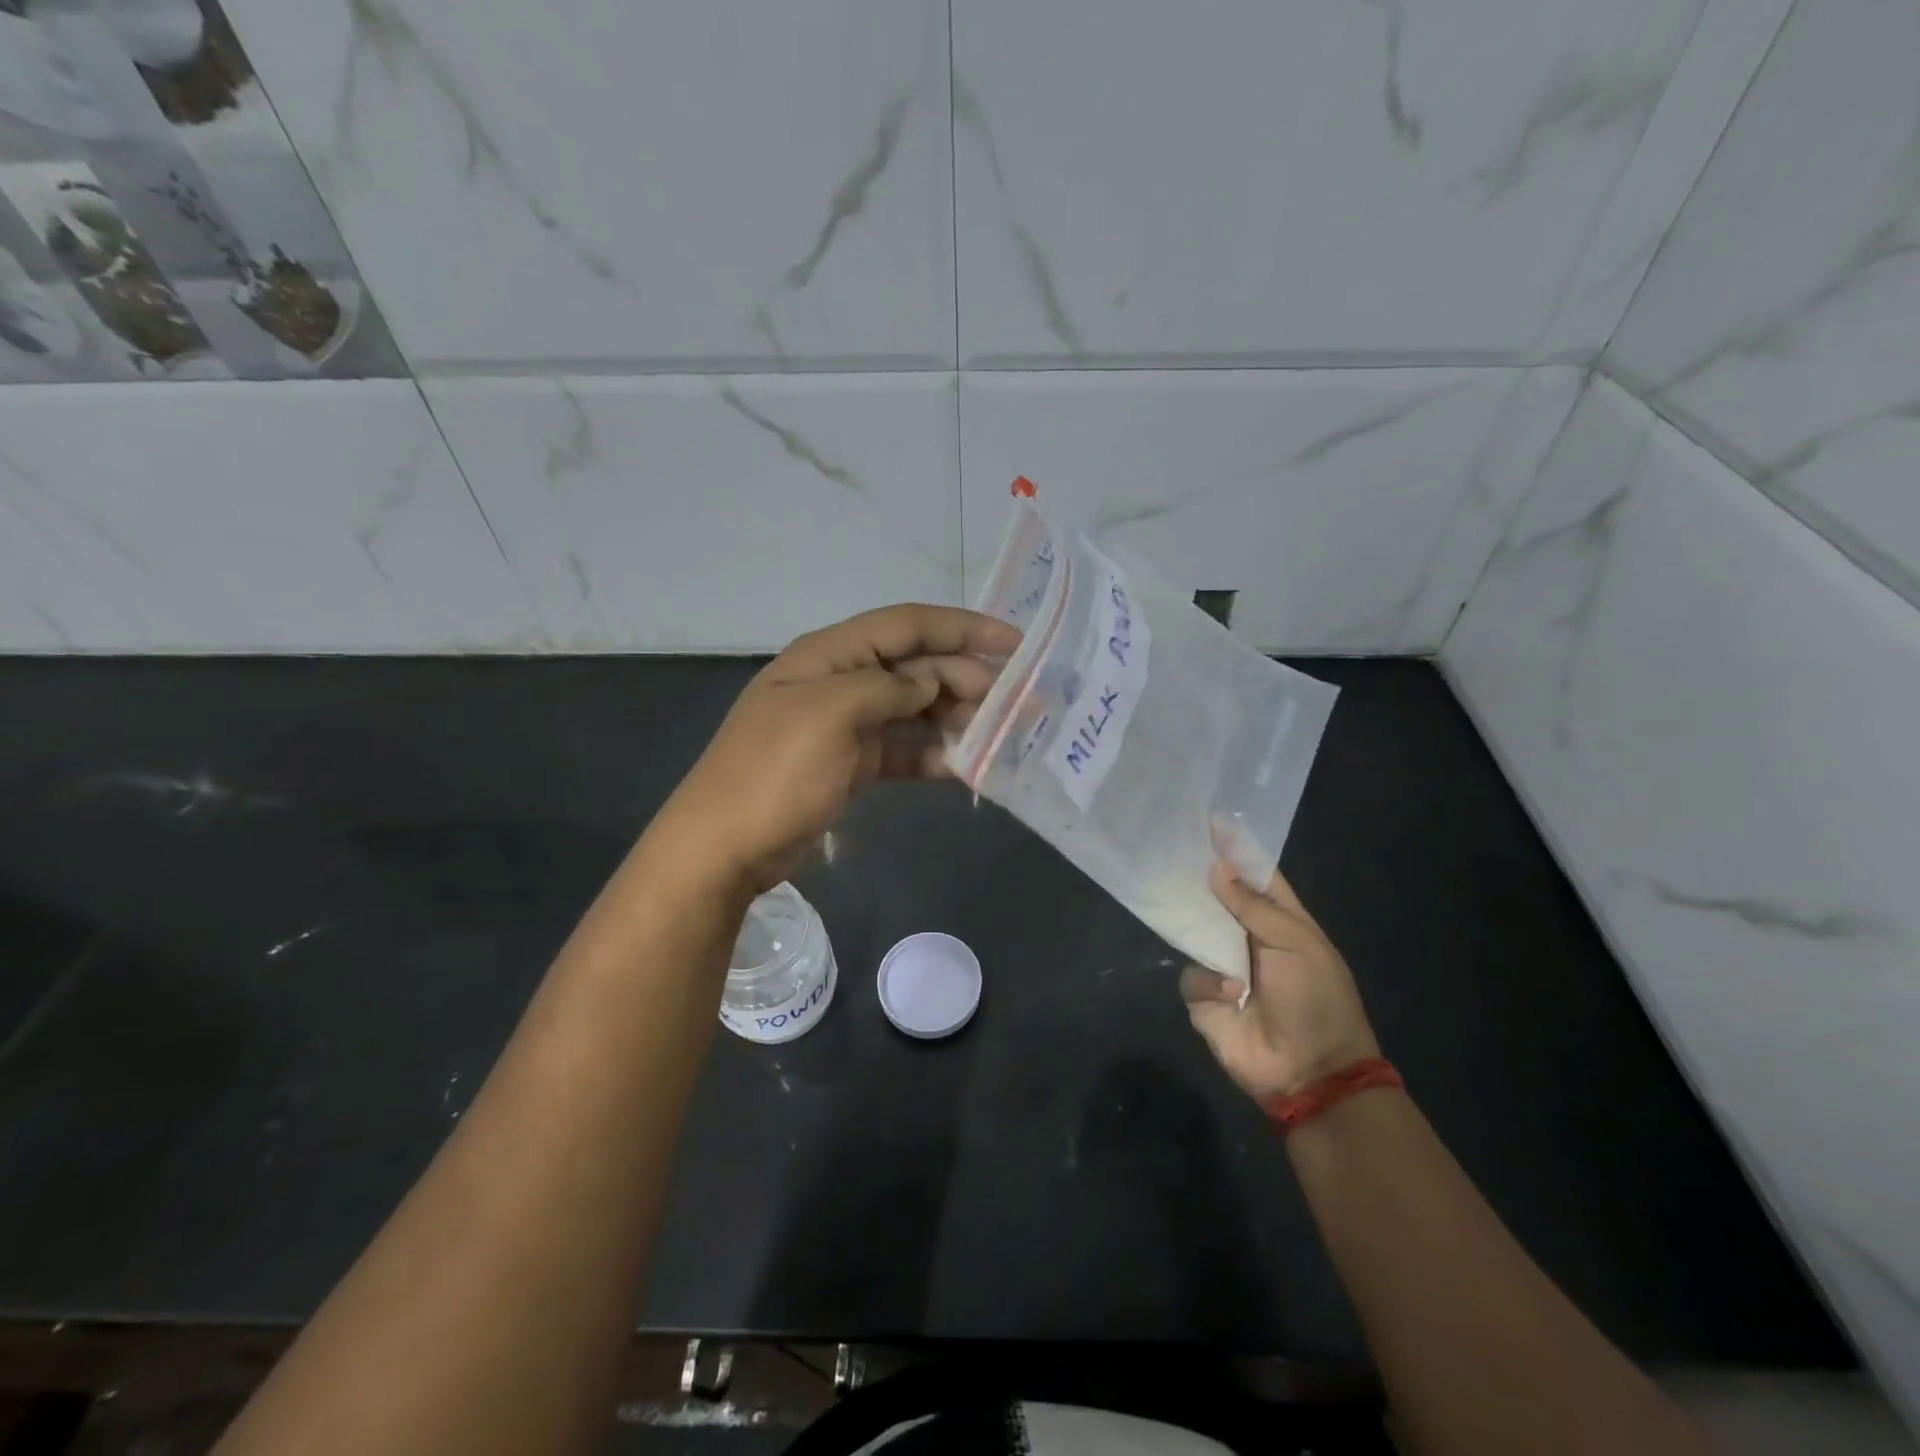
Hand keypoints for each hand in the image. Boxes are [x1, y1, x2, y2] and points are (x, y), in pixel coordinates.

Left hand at [649, 604, 1019, 894]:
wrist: (723, 848)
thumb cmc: (773, 773)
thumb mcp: (829, 716)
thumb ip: (886, 688)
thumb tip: (929, 683)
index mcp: (828, 655)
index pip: (905, 625)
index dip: (961, 628)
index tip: (1013, 642)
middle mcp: (840, 682)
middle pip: (914, 667)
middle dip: (965, 677)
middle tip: (1015, 699)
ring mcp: (845, 726)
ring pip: (913, 709)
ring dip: (955, 717)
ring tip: (1000, 731)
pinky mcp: (851, 766)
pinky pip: (902, 751)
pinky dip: (932, 756)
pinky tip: (965, 766)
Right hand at [1180, 863, 1379, 1099]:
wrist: (1310, 1072)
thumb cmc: (1316, 1000)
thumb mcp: (1297, 945)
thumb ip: (1254, 907)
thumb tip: (1217, 869)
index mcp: (1283, 922)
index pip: (1257, 876)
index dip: (1236, 850)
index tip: (1210, 821)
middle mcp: (1249, 938)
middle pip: (1218, 899)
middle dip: (1200, 879)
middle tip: (1172, 851)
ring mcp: (1224, 966)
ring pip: (1195, 931)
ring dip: (1195, 926)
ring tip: (1185, 911)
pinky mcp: (1204, 997)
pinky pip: (1190, 975)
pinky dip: (1209, 983)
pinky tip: (1231, 995)